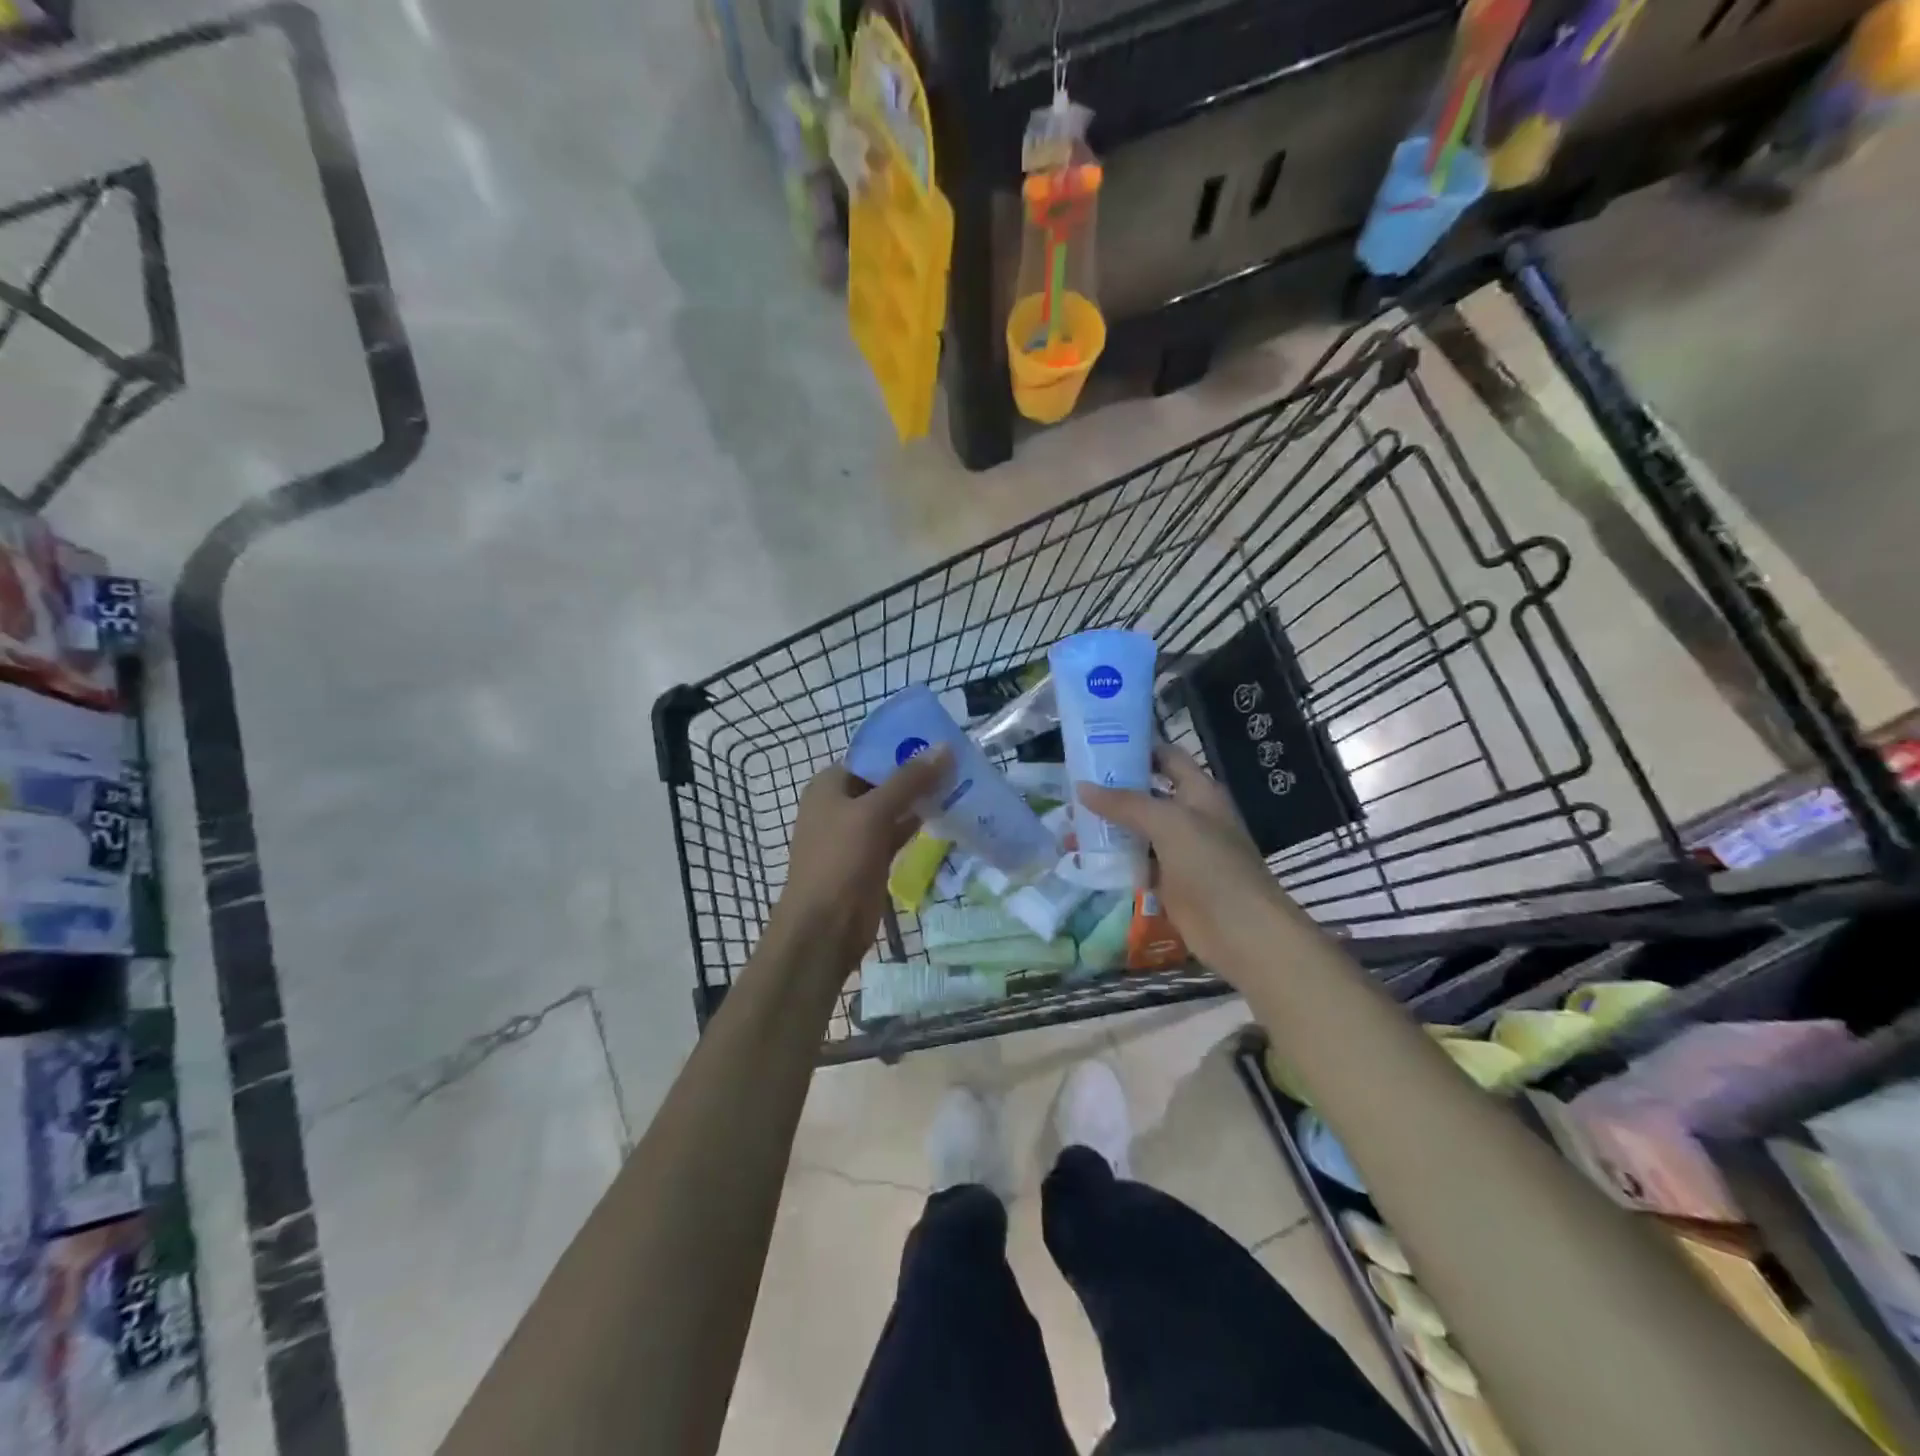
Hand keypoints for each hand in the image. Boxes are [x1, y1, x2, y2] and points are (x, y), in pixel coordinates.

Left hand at [761, 747, 950, 984]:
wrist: (824, 928)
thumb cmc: (839, 861)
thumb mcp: (873, 813)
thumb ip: (908, 781)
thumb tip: (944, 748)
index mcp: (829, 785)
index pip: (870, 755)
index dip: (903, 747)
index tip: (941, 741)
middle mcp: (841, 804)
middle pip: (884, 780)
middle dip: (918, 772)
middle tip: (960, 761)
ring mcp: (856, 833)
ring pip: (894, 807)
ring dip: (922, 798)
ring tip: (962, 782)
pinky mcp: (871, 858)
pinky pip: (898, 832)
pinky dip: (919, 824)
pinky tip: (949, 814)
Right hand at [1078, 744, 1294, 981]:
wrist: (1241, 931)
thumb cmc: (1211, 865)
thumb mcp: (1168, 823)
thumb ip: (1125, 803)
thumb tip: (1082, 787)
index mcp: (1200, 792)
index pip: (1166, 757)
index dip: (1136, 747)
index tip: (1097, 745)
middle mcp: (1190, 816)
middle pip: (1147, 794)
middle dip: (1112, 789)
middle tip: (1071, 784)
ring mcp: (1179, 850)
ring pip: (1137, 830)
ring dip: (1107, 826)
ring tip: (1068, 821)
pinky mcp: (1169, 881)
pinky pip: (1136, 862)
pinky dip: (1112, 858)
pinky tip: (1082, 856)